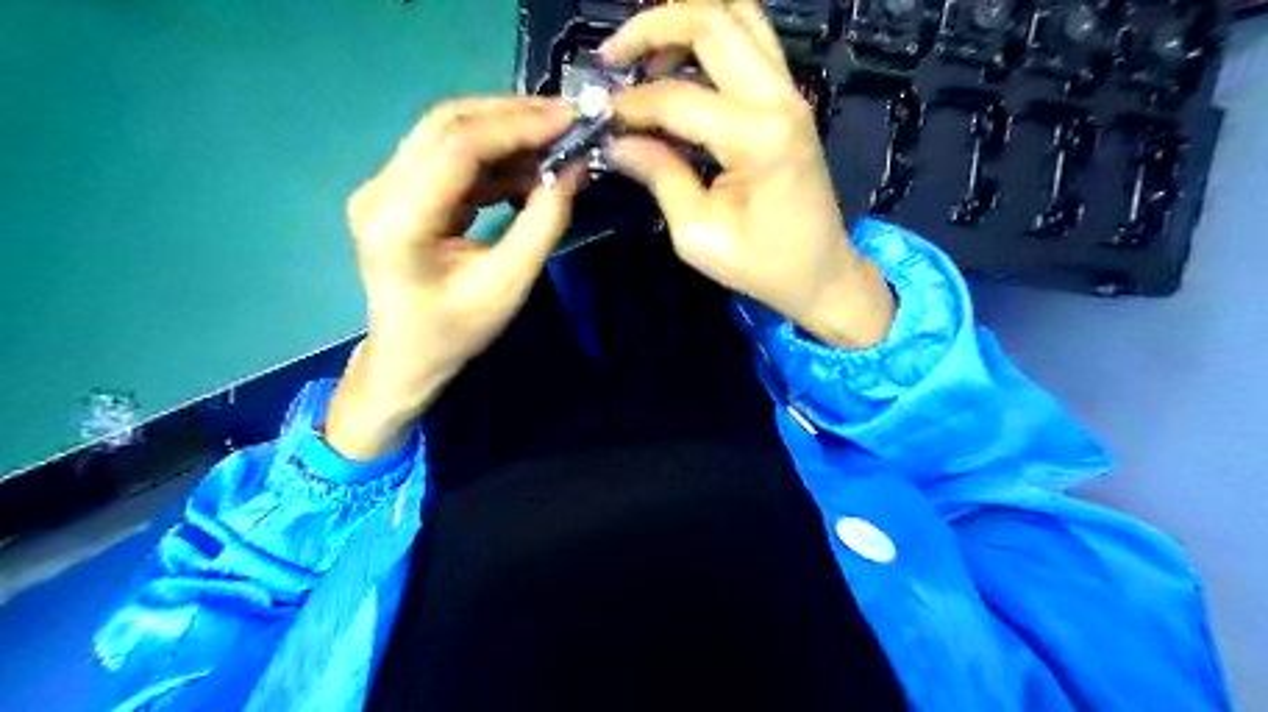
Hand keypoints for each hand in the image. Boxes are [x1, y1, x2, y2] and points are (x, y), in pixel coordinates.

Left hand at [327, 97, 584, 457]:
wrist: (408, 357)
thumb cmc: (456, 332)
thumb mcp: (509, 284)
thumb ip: (544, 223)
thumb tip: (576, 167)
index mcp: (399, 219)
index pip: (457, 146)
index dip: (517, 125)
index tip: (570, 119)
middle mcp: (381, 189)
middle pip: (448, 125)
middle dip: (514, 117)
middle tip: (569, 121)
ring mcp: (385, 185)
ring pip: (449, 132)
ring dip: (507, 131)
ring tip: (558, 140)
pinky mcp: (400, 189)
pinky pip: (452, 156)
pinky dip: (496, 155)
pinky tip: (531, 165)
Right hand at [602, 1, 887, 350]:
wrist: (821, 272)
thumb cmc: (761, 265)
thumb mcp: (698, 234)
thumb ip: (660, 177)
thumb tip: (617, 142)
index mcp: (757, 139)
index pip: (678, 97)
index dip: (630, 105)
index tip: (600, 121)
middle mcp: (779, 99)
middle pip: (712, 21)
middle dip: (651, 28)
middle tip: (612, 60)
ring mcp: (790, 92)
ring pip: (737, 15)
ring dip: (684, 23)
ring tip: (645, 58)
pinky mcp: (790, 98)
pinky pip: (752, 39)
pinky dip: (711, 36)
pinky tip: (681, 66)